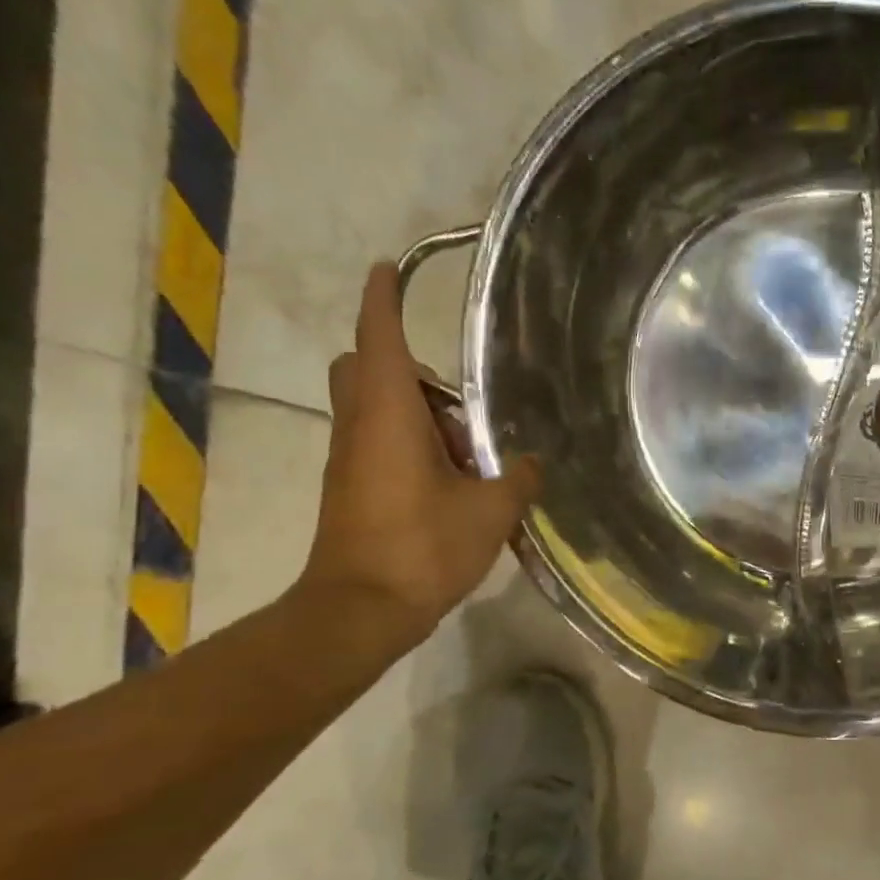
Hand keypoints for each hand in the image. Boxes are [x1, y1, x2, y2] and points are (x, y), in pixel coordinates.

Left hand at [299, 263, 538, 643]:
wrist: (359, 611)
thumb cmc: (421, 547)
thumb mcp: (490, 511)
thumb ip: (517, 478)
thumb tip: (530, 464)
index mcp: (388, 414)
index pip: (380, 337)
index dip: (383, 298)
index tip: (389, 268)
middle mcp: (359, 426)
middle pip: (366, 367)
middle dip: (407, 368)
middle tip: (456, 403)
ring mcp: (349, 458)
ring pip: (374, 408)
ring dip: (418, 415)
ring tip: (467, 457)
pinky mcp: (350, 488)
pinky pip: (378, 442)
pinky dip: (411, 446)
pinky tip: (452, 484)